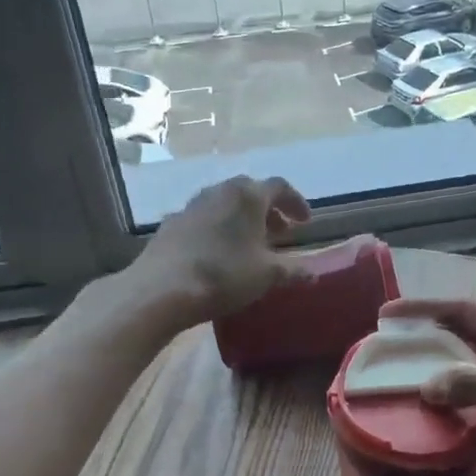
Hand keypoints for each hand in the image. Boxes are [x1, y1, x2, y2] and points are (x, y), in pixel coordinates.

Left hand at [131, 175, 312, 324]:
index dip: (296, 202)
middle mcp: (220, 191)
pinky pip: (204, 219)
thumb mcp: (267, 275)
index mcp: (249, 196)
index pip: (280, 187)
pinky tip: (218, 252)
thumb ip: (294, 271)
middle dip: (269, 210)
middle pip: (251, 192)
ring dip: (242, 218)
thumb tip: (314, 273)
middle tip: (280, 231)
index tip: (305, 222)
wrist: (162, 288)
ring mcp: (192, 205)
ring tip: (250, 243)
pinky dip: (218, 228)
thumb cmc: (224, 275)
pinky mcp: (172, 222)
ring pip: (225, 204)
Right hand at [387, 298, 475, 475]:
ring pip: (474, 374)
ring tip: (406, 388)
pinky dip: (460, 408)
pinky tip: (442, 422)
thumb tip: (426, 385)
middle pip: (467, 340)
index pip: (466, 312)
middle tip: (390, 356)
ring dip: (443, 376)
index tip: (387, 315)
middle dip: (429, 342)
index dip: (425, 309)